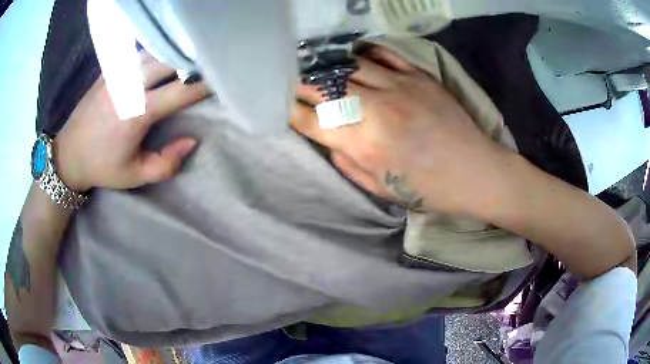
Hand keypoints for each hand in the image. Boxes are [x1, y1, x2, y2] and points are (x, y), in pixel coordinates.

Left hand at [54, 53, 209, 191]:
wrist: (68, 154)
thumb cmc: (102, 167)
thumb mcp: (135, 175)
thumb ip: (167, 163)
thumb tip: (192, 141)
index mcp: (137, 112)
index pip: (181, 90)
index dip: (204, 85)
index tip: (220, 82)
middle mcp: (129, 85)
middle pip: (171, 60)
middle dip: (192, 62)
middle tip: (207, 67)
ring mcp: (118, 73)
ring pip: (155, 51)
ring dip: (173, 55)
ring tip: (187, 59)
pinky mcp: (110, 70)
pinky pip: (138, 53)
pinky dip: (154, 53)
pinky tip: (160, 58)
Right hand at [291, 46, 508, 215]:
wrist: (475, 172)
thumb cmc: (429, 190)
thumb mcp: (381, 189)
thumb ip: (347, 161)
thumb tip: (328, 137)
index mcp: (363, 144)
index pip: (311, 120)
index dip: (292, 112)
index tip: (285, 108)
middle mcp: (374, 109)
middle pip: (324, 86)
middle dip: (301, 84)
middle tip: (293, 83)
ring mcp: (398, 87)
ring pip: (348, 66)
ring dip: (327, 66)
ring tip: (317, 67)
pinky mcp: (418, 76)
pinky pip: (382, 55)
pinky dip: (362, 54)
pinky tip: (353, 58)